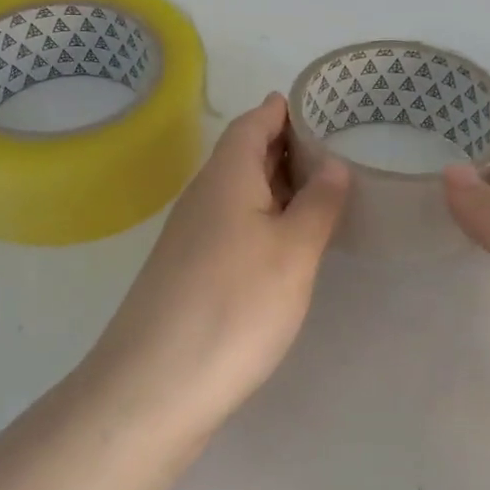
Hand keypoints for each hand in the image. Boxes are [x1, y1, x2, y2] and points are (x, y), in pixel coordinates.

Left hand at [80, 92, 351, 445]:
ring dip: (276, 183)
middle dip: (285, 144)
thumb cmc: (234, 306)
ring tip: (322, 186)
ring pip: (239, 191)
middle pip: (244, 154)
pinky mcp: (190, 270)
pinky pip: (232, 223)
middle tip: (336, 144)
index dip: (282, 109)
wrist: (153, 387)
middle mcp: (203, 196)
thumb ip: (318, 204)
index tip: (319, 102)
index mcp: (226, 177)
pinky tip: (286, 239)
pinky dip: (263, 216)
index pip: (253, 123)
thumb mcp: (292, 252)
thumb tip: (335, 163)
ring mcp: (192, 235)